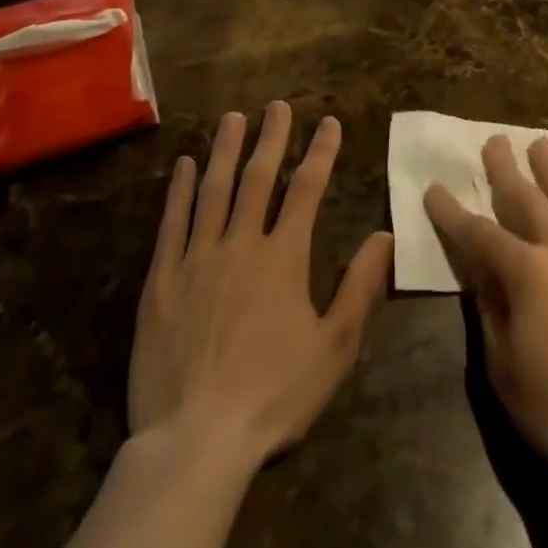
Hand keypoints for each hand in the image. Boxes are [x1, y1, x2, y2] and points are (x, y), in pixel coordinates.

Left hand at [129, 102, 392, 465]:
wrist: (194, 442)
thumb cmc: (273, 394)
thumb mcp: (334, 346)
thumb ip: (360, 286)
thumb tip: (385, 234)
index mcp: (284, 257)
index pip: (307, 190)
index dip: (320, 152)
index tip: (329, 122)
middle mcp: (241, 243)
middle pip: (258, 177)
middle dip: (271, 138)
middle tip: (277, 105)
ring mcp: (197, 258)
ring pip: (213, 190)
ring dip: (225, 151)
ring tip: (233, 119)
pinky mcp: (161, 281)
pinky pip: (171, 223)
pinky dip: (177, 190)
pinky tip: (182, 165)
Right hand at [425, 135, 547, 492]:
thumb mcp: (503, 362)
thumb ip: (489, 305)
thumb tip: (477, 267)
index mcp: (527, 272)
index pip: (480, 233)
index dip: (452, 212)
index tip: (434, 188)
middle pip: (527, 198)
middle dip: (505, 170)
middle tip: (494, 141)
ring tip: (539, 143)